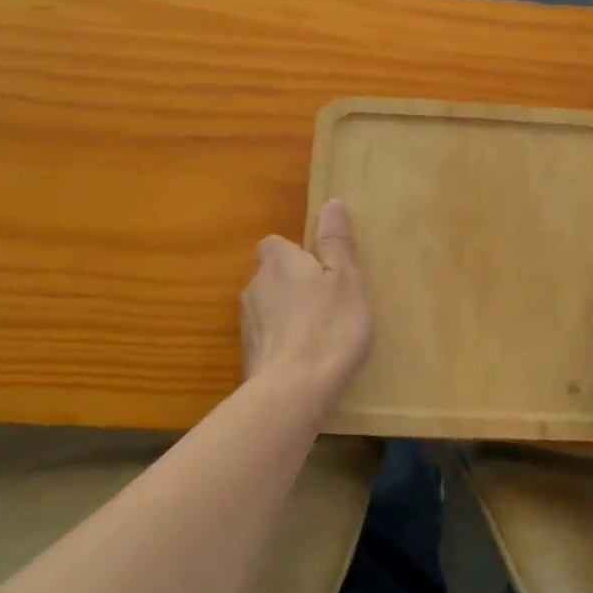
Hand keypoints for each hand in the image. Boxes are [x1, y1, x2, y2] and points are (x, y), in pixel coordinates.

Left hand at [241, 198, 373, 405]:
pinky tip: (307, 359)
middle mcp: (253, 285)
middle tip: (329, 303)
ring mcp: (246, 323)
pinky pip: (269, 337)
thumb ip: (336, 242)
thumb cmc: (329, 326)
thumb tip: (331, 202)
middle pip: (273, 276)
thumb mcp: (346, 279)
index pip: (277, 244)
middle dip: (295, 285)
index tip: (324, 271)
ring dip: (288, 315)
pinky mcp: (248, 354)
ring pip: (269, 308)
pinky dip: (284, 342)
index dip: (300, 254)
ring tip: (320, 334)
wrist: (293, 390)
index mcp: (277, 260)